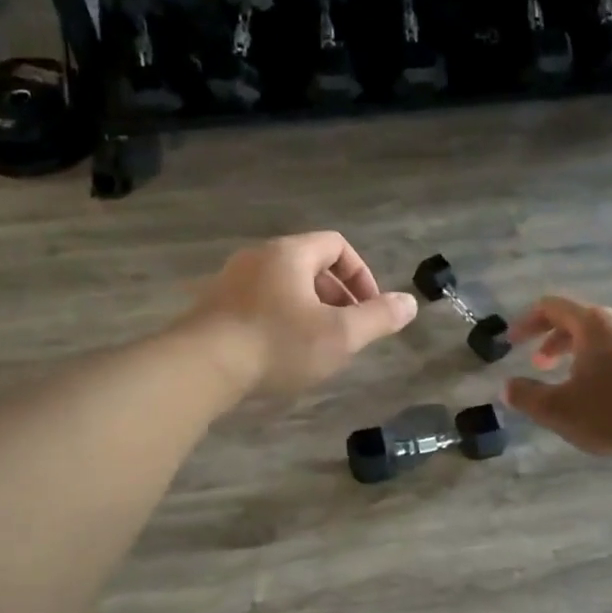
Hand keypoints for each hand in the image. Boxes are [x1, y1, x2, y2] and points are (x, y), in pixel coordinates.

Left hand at [186, 232, 417, 394]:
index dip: (361, 274)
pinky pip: (258, 304)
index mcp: (290, 253)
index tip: (369, 309)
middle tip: (346, 330)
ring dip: (308, 310)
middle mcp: (258, 257)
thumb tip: (410, 303)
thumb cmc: (278, 344)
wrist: (201, 366)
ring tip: (316, 346)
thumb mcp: (340, 334)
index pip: (337, 245)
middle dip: (336, 296)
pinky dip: (279, 321)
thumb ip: (378, 318)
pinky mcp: (212, 307)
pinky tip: (280, 354)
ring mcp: (230, 281)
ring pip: (283, 286)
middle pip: (309, 265)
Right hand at [503, 296, 611, 457]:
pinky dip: (609, 365)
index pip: (551, 307)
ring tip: (575, 384)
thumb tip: (507, 387)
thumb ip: (527, 396)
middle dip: (554, 341)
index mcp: (594, 323)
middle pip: (581, 320)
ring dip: (583, 355)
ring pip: (607, 338)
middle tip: (541, 365)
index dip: (526, 322)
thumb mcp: (559, 410)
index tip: (511, 342)